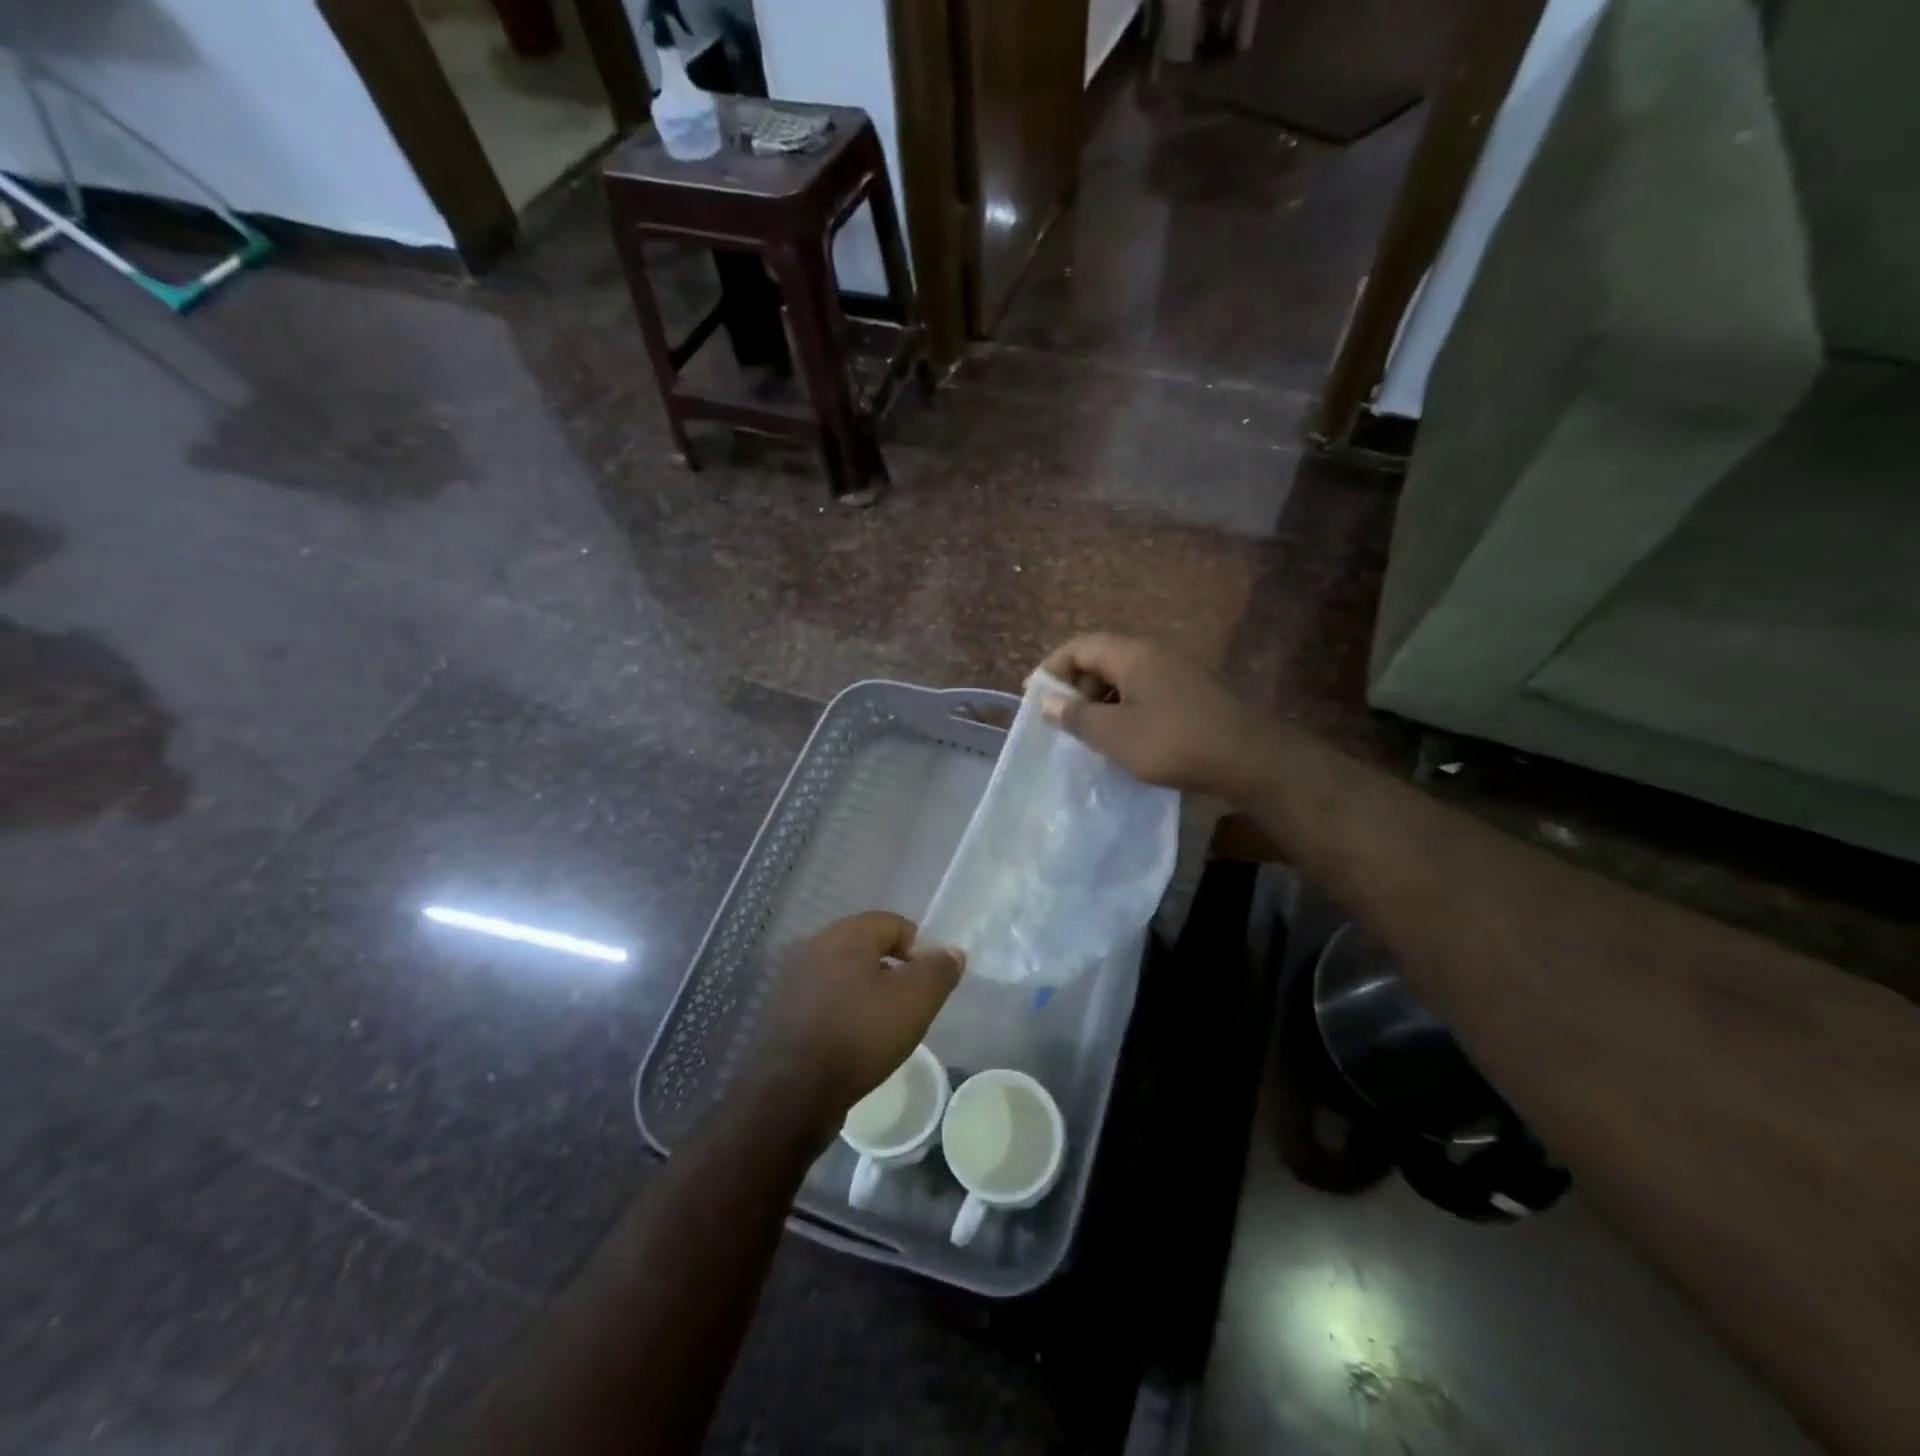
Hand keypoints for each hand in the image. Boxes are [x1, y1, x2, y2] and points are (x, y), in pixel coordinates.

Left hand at [753, 912, 962, 1132]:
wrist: (792, 1094)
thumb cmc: (859, 1036)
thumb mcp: (915, 1000)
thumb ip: (939, 970)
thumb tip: (951, 952)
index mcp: (843, 934)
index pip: (893, 923)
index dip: (919, 948)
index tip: (929, 984)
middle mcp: (812, 946)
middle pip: (867, 947)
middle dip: (893, 971)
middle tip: (909, 1005)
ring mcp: (791, 980)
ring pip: (844, 975)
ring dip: (868, 992)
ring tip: (884, 1027)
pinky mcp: (781, 1012)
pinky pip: (824, 1000)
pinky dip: (844, 1012)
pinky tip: (854, 1041)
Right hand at [1038, 633, 1274, 797]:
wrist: (1251, 758)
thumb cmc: (1175, 742)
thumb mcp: (1116, 734)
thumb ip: (1077, 716)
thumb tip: (1047, 702)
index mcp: (1132, 654)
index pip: (1079, 646)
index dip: (1051, 669)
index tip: (1035, 699)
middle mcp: (1154, 653)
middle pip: (1101, 658)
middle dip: (1075, 686)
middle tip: (1061, 720)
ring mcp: (1177, 671)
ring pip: (1124, 677)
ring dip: (1099, 700)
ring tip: (1088, 733)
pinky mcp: (1191, 693)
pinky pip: (1145, 691)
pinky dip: (1124, 708)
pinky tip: (1123, 738)